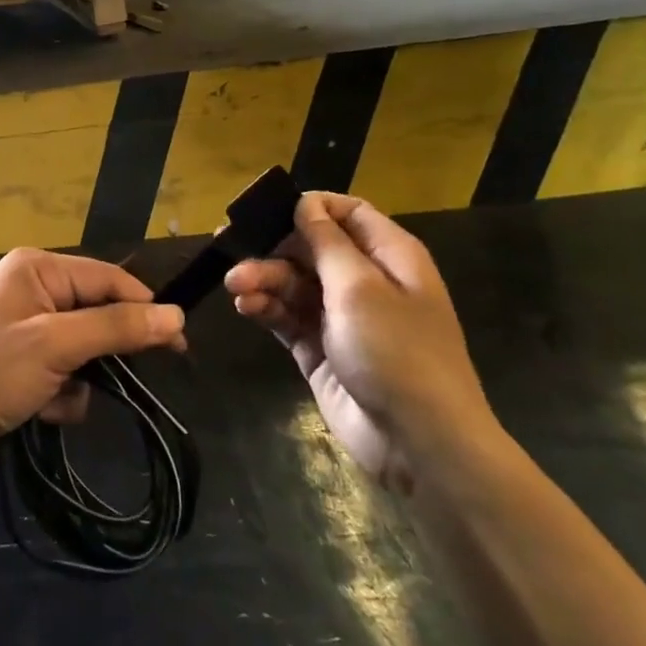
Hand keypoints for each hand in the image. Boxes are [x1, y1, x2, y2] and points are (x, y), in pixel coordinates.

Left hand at [0, 248, 185, 480]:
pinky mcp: (22, 364)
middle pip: (97, 315)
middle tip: (120, 380)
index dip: (144, 309)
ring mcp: (26, 328)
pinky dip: (62, 395)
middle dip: (103, 353)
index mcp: (37, 269)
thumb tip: (176, 315)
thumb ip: (118, 328)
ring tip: (55, 398)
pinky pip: (65, 374)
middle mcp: (33, 290)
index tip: (178, 343)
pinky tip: (40, 411)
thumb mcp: (56, 345)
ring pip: (85, 350)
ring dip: (80, 380)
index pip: (108, 279)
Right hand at [225, 192, 492, 489]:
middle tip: (227, 245)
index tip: (266, 208)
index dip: (310, 206)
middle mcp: (365, 280)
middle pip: (311, 247)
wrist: (418, 441)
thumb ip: (326, 242)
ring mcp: (341, 317)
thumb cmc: (396, 351)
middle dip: (272, 246)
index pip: (348, 213)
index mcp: (389, 256)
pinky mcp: (320, 348)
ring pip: (292, 282)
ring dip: (262, 279)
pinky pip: (287, 316)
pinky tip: (245, 306)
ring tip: (234, 286)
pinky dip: (266, 308)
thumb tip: (305, 203)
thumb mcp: (359, 288)